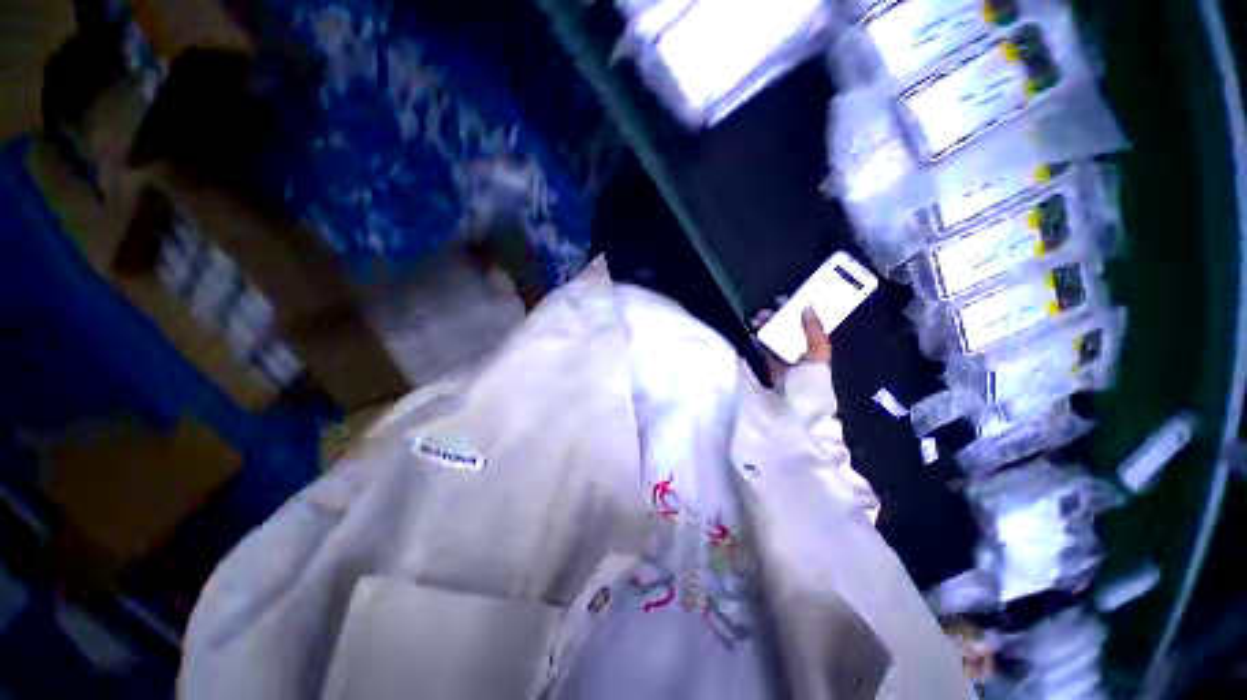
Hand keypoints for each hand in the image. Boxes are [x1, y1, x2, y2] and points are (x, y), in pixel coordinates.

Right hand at [751, 299, 832, 385]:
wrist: (796, 407)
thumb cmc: (811, 379)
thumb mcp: (818, 353)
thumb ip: (814, 330)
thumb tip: (808, 306)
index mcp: (814, 348)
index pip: (803, 324)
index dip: (793, 310)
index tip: (780, 300)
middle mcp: (799, 353)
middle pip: (786, 330)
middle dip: (773, 318)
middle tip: (762, 312)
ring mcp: (783, 362)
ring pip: (773, 339)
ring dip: (763, 328)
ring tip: (753, 321)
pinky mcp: (770, 370)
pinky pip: (762, 352)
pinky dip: (756, 343)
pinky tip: (751, 335)